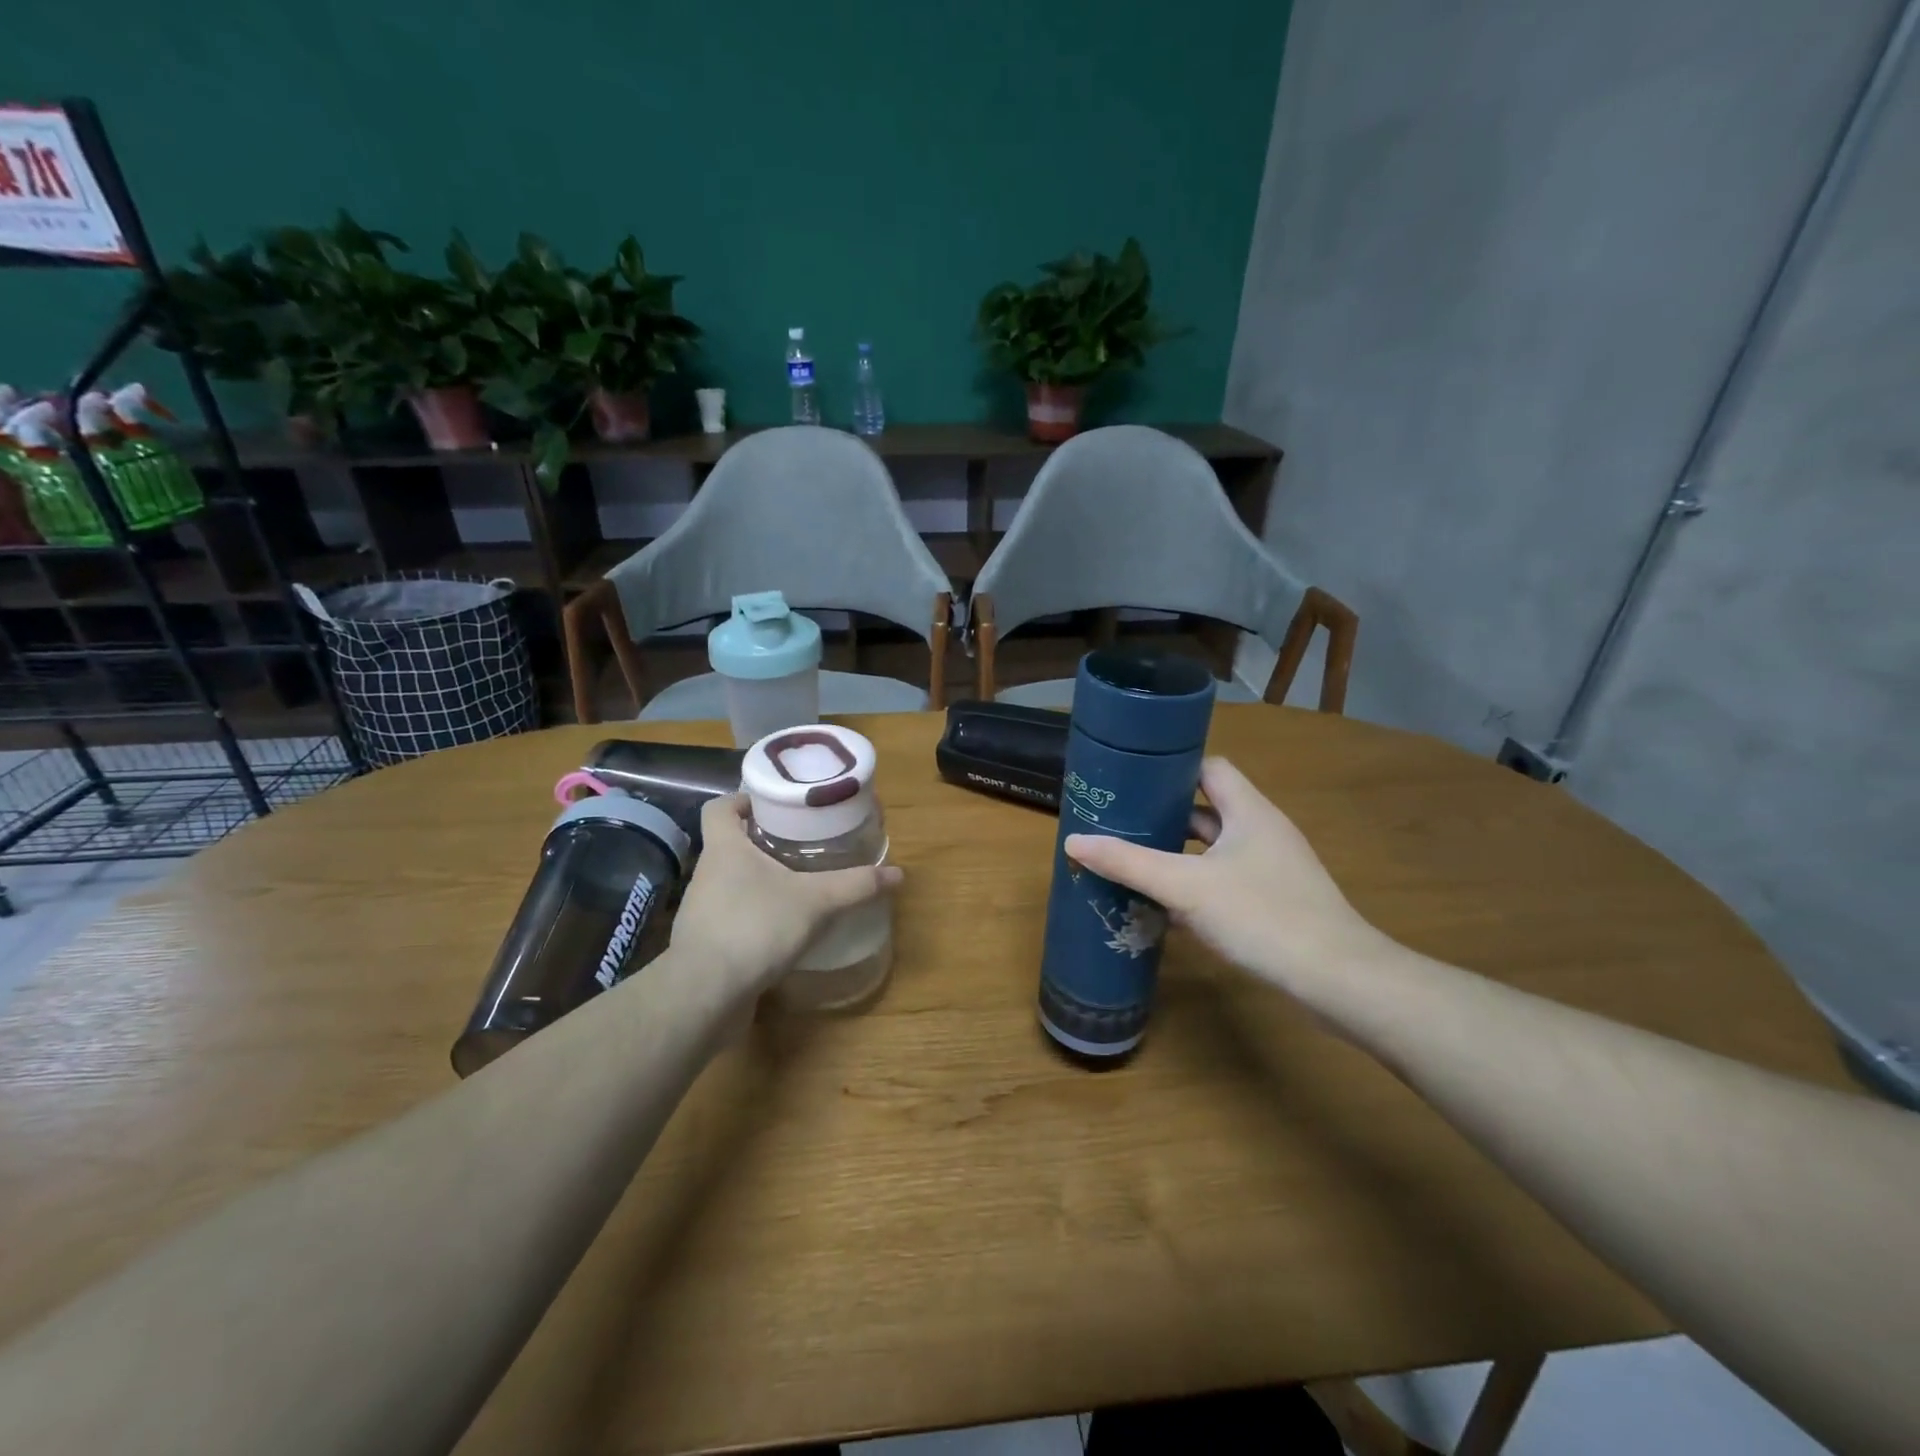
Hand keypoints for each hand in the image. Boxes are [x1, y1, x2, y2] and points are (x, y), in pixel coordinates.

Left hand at [671, 794, 902, 998]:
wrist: (706, 994)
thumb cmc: (756, 927)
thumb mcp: (816, 901)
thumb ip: (856, 885)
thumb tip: (898, 873)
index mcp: (725, 848)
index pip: (719, 807)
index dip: (742, 800)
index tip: (773, 805)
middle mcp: (707, 873)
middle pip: (730, 843)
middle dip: (762, 841)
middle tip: (800, 843)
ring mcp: (701, 911)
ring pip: (731, 882)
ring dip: (759, 880)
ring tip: (797, 884)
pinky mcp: (706, 943)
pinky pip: (731, 917)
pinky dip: (754, 916)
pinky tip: (782, 928)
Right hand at [1064, 757, 1388, 992]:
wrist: (1337, 979)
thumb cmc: (1262, 916)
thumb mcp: (1185, 886)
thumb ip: (1130, 863)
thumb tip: (1074, 841)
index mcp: (1248, 811)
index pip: (1209, 768)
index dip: (1172, 768)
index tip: (1131, 778)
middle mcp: (1262, 831)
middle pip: (1206, 809)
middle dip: (1164, 815)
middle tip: (1119, 822)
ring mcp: (1272, 868)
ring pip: (1214, 850)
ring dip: (1177, 854)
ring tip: (1133, 861)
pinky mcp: (1274, 901)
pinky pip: (1225, 881)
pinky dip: (1195, 886)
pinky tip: (1165, 908)